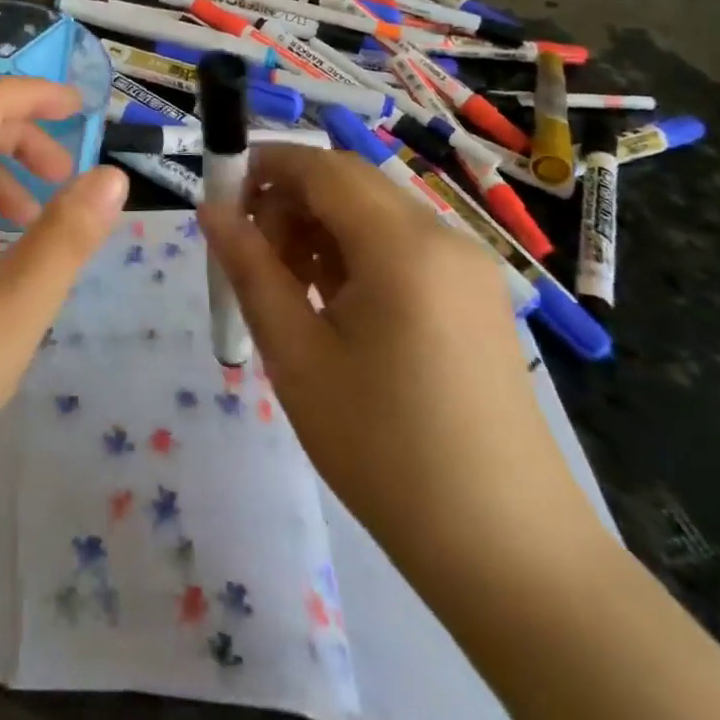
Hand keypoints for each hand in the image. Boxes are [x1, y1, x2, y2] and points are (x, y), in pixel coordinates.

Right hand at [199, 145, 606, 571]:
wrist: (509, 554)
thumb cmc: (386, 450)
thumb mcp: (298, 356)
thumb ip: (250, 269)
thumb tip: (209, 210)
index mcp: (403, 246)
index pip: (321, 167)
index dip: (264, 166)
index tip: (220, 198)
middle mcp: (443, 237)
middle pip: (348, 182)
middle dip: (289, 199)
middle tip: (252, 256)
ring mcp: (467, 267)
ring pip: (373, 212)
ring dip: (319, 227)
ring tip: (288, 289)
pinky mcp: (475, 296)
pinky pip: (401, 245)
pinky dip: (354, 252)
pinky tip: (334, 306)